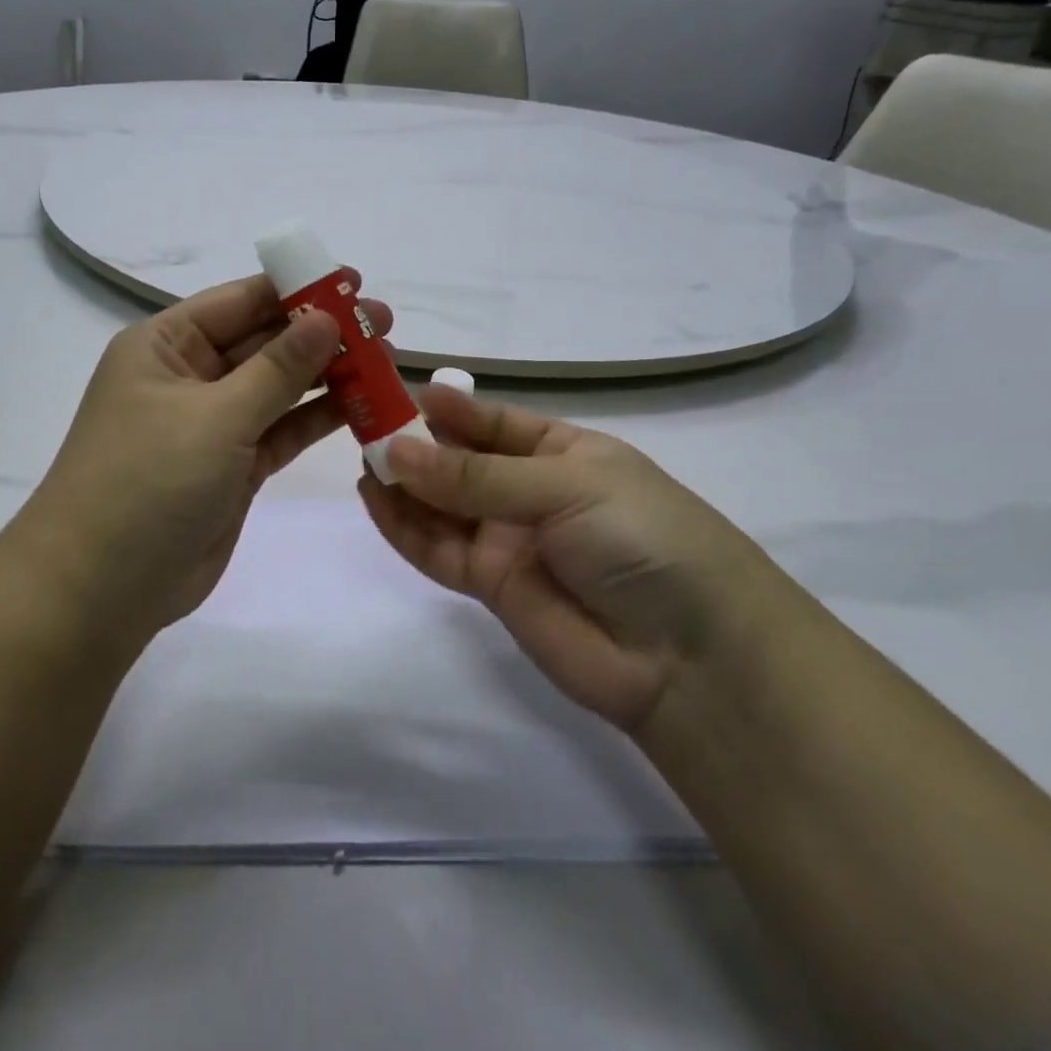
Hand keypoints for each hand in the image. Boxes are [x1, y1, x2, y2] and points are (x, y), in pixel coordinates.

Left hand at [11, 273, 392, 643]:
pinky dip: (318, 419)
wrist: (102, 588)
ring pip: (278, 387)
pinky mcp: (233, 467)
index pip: (239, 301)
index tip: (354, 283)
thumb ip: (277, 368)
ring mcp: (212, 424)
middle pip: (264, 342)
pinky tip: (363, 405)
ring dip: (327, 375)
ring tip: (386, 361)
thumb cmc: (148, 481)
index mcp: (165, 345)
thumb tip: (327, 319)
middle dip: (321, 333)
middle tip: (383, 325)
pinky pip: (282, 430)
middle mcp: (188, 376)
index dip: (296, 289)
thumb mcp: (215, 415)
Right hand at [359, 386, 779, 732]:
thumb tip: (394, 451)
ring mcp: (509, 539)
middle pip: (460, 461)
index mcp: (564, 452)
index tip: (398, 391)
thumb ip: (475, 476)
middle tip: (362, 422)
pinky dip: (403, 526)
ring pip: (442, 504)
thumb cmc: (642, 539)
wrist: (691, 659)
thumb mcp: (565, 487)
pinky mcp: (490, 585)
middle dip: (415, 442)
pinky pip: (437, 549)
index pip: (494, 421)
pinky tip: (372, 499)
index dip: (449, 408)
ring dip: (402, 482)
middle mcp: (531, 492)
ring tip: (359, 458)